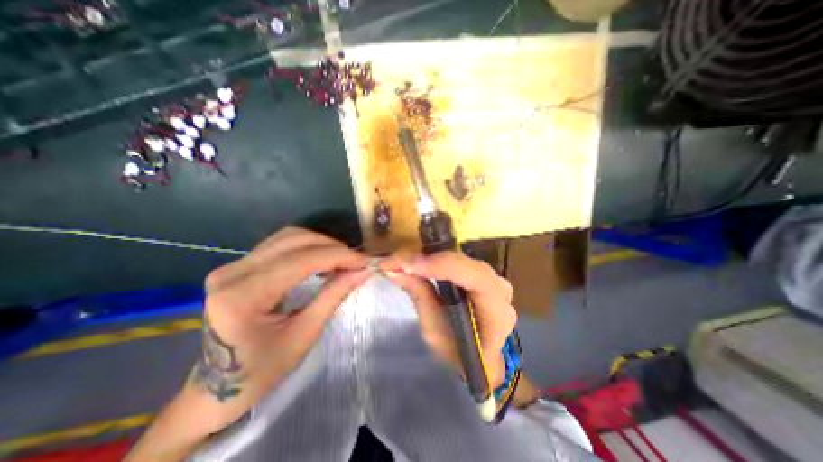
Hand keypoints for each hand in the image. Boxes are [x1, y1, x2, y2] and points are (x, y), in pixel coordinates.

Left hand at [189, 227, 370, 432]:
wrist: (217, 387)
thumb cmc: (262, 370)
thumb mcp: (305, 333)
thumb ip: (334, 295)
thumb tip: (363, 270)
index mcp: (243, 297)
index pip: (301, 260)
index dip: (338, 256)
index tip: (364, 260)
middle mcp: (232, 273)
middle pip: (294, 240)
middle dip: (332, 247)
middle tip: (356, 261)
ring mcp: (232, 266)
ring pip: (288, 237)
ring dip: (321, 244)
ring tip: (342, 260)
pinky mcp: (238, 266)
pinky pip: (280, 245)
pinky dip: (307, 247)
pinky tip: (322, 260)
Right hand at [379, 253, 512, 388]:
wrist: (479, 358)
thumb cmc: (458, 352)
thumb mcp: (435, 332)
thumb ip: (420, 297)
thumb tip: (394, 271)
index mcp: (497, 310)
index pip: (476, 278)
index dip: (443, 266)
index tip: (408, 265)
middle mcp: (498, 286)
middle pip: (463, 262)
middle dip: (426, 259)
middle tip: (393, 262)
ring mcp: (489, 276)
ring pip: (457, 257)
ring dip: (425, 257)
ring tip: (398, 262)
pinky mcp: (476, 272)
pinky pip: (453, 261)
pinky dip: (431, 259)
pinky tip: (412, 263)